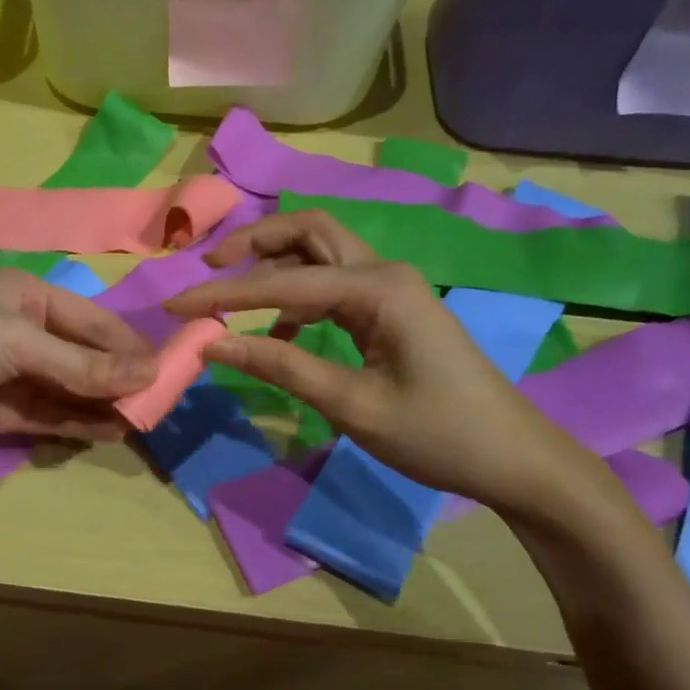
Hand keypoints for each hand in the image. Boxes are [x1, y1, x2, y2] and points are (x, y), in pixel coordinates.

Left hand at [0, 268, 157, 456]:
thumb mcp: (19, 341)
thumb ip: (82, 364)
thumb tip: (149, 374)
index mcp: (26, 295)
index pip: (91, 318)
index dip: (128, 343)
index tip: (168, 367)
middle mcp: (24, 331)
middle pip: (84, 354)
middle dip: (120, 375)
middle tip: (163, 399)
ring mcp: (13, 374)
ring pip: (71, 388)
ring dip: (104, 402)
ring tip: (146, 419)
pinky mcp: (2, 412)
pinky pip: (51, 415)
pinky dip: (80, 423)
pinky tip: (113, 431)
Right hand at [167, 211, 610, 519]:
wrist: (515, 459)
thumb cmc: (438, 435)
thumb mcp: (352, 405)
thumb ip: (280, 365)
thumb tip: (212, 342)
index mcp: (377, 288)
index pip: (282, 282)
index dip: (222, 294)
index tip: (174, 306)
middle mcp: (383, 271)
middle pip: (308, 230)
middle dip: (254, 241)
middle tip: (209, 265)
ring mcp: (391, 287)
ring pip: (320, 253)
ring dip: (273, 265)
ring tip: (230, 297)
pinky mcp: (392, 308)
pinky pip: (333, 284)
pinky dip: (297, 296)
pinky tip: (280, 332)